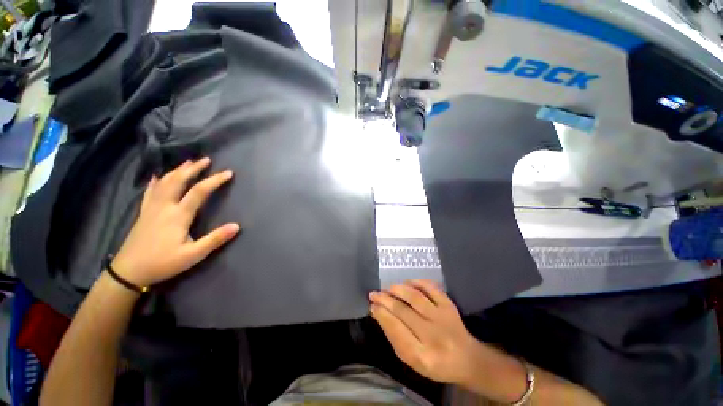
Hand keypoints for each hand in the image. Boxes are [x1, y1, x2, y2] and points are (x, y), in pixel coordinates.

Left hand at [112, 157, 239, 286]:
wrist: (128, 272)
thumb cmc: (163, 263)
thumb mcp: (193, 255)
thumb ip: (215, 239)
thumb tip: (237, 226)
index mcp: (178, 215)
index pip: (199, 191)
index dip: (215, 180)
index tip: (228, 173)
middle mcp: (164, 206)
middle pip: (178, 181)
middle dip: (193, 169)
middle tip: (206, 160)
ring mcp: (151, 208)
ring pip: (164, 183)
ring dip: (177, 171)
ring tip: (187, 163)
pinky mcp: (143, 213)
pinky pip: (149, 192)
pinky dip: (155, 182)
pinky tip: (156, 176)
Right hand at [369, 280, 483, 384]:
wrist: (467, 358)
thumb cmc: (435, 362)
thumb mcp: (412, 359)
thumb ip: (395, 337)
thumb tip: (378, 313)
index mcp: (423, 356)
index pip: (396, 330)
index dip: (382, 315)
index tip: (372, 306)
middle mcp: (433, 335)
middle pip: (403, 311)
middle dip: (385, 300)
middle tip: (374, 294)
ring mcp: (443, 317)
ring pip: (415, 297)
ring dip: (397, 289)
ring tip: (387, 288)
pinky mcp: (449, 305)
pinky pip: (430, 287)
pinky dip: (416, 282)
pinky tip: (406, 283)